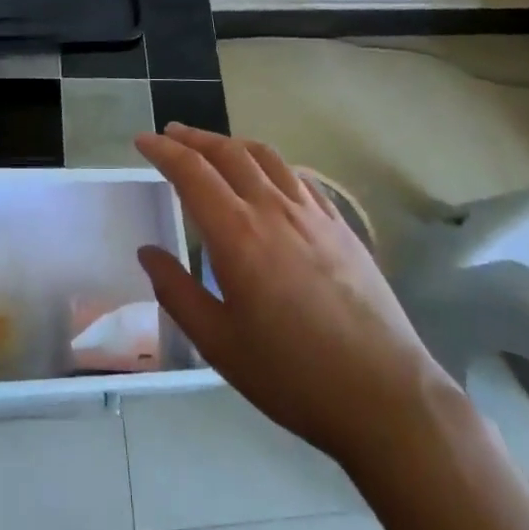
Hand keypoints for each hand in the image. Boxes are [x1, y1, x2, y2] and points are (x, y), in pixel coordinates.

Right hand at [135, 123, 448, 463]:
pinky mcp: (341, 226)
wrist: (385, 395)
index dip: (163, 150)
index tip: (143, 140)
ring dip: (232, 144)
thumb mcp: (218, 343)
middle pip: (228, 153)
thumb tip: (148, 251)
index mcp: (237, 234)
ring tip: (214, 147)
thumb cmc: (292, 375)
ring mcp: (312, 214)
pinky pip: (298, 177)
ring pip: (266, 157)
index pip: (191, 172)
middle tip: (171, 134)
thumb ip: (176, 292)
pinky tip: (268, 177)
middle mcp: (273, 209)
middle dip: (194, 138)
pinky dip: (270, 164)